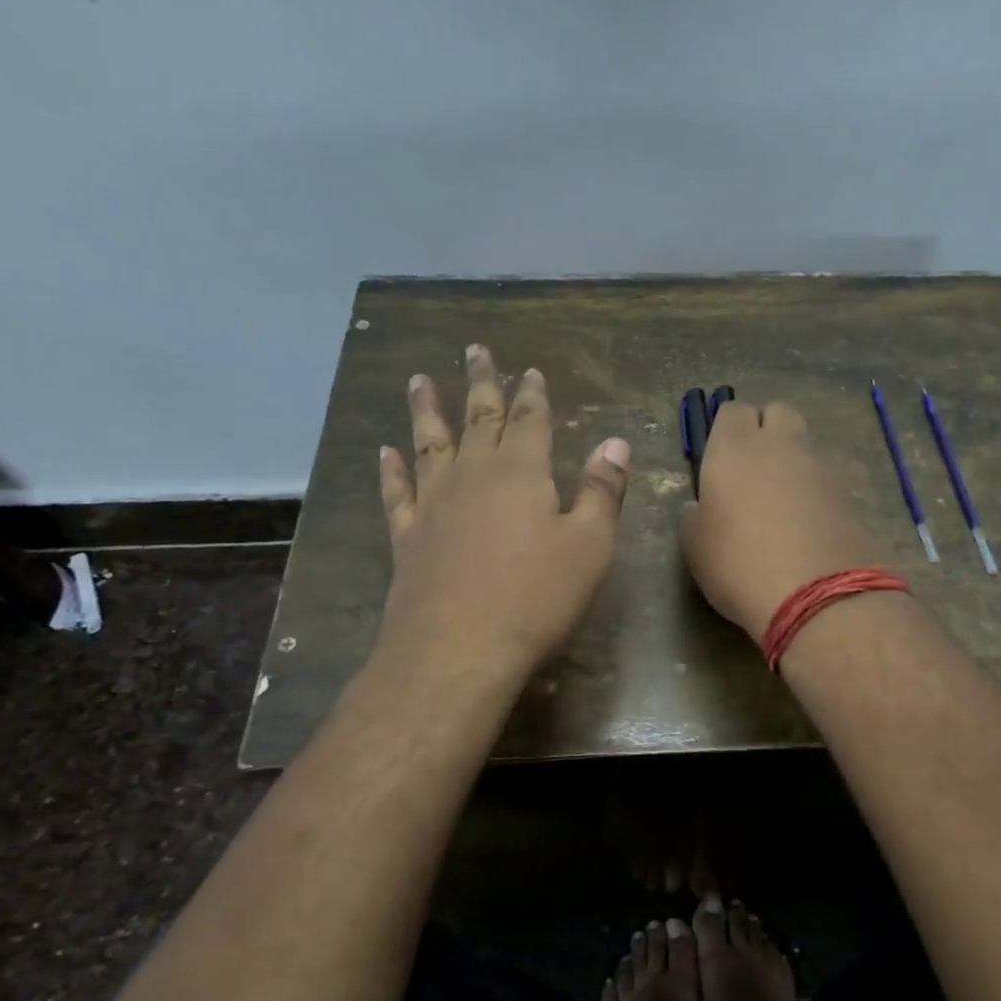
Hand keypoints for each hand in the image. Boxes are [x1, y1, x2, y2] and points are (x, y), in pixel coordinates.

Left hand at [375, 344, 630, 682]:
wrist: (457, 650)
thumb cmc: (535, 598)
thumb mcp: (588, 546)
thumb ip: (602, 492)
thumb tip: (615, 443)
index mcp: (521, 473)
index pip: (529, 420)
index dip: (532, 394)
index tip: (530, 370)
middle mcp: (473, 476)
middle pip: (478, 418)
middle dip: (481, 384)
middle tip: (475, 350)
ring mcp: (433, 505)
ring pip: (429, 444)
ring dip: (426, 410)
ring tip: (418, 380)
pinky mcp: (407, 538)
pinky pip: (397, 492)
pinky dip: (391, 470)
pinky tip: (385, 452)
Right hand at [679, 400, 885, 636]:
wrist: (818, 596)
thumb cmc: (739, 564)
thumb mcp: (696, 546)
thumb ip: (695, 516)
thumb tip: (701, 506)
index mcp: (735, 447)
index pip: (732, 411)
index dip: (725, 430)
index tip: (718, 459)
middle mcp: (781, 445)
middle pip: (777, 412)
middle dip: (765, 430)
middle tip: (751, 470)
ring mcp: (821, 467)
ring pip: (804, 444)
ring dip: (791, 461)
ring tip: (778, 502)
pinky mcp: (849, 494)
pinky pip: (825, 477)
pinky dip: (814, 490)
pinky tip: (804, 524)